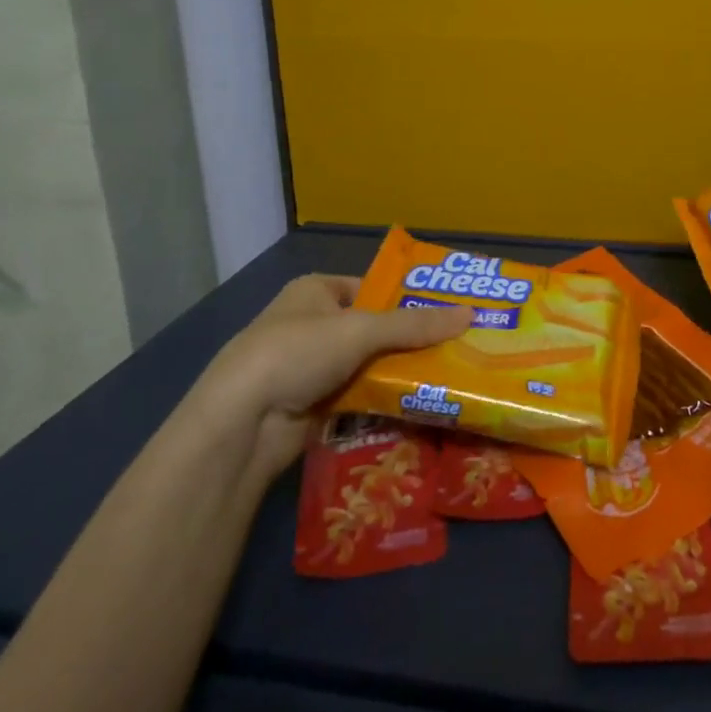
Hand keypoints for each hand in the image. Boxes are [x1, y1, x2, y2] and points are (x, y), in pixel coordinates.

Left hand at [191, 274, 471, 474]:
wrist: (240, 423)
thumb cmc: (297, 353)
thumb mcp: (361, 330)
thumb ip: (415, 325)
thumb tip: (470, 314)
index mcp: (316, 291)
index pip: (374, 288)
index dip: (410, 298)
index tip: (449, 311)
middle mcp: (313, 324)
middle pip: (375, 328)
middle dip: (410, 339)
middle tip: (457, 346)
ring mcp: (310, 366)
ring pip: (368, 364)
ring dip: (399, 371)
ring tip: (448, 376)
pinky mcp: (311, 404)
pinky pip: (357, 394)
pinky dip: (382, 398)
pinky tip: (417, 403)